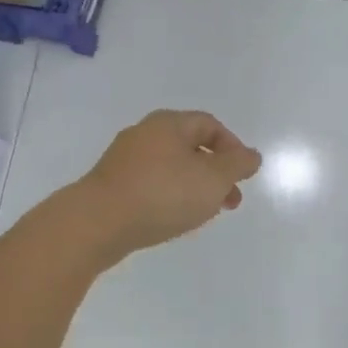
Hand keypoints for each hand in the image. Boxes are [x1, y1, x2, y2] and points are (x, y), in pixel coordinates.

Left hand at [71, 110, 261, 264]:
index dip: (232, 147)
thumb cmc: (162, 194)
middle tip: (230, 200)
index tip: (243, 175)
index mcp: (168, 124)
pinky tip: (173, 218)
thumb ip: (237, 165)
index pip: (210, 124)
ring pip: (171, 167)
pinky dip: (170, 196)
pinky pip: (151, 184)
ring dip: (194, 186)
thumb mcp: (213, 179)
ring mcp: (124, 160)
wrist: (97, 223)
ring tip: (205, 214)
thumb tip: (251, 155)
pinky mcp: (111, 185)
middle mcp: (145, 134)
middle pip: (190, 146)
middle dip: (216, 172)